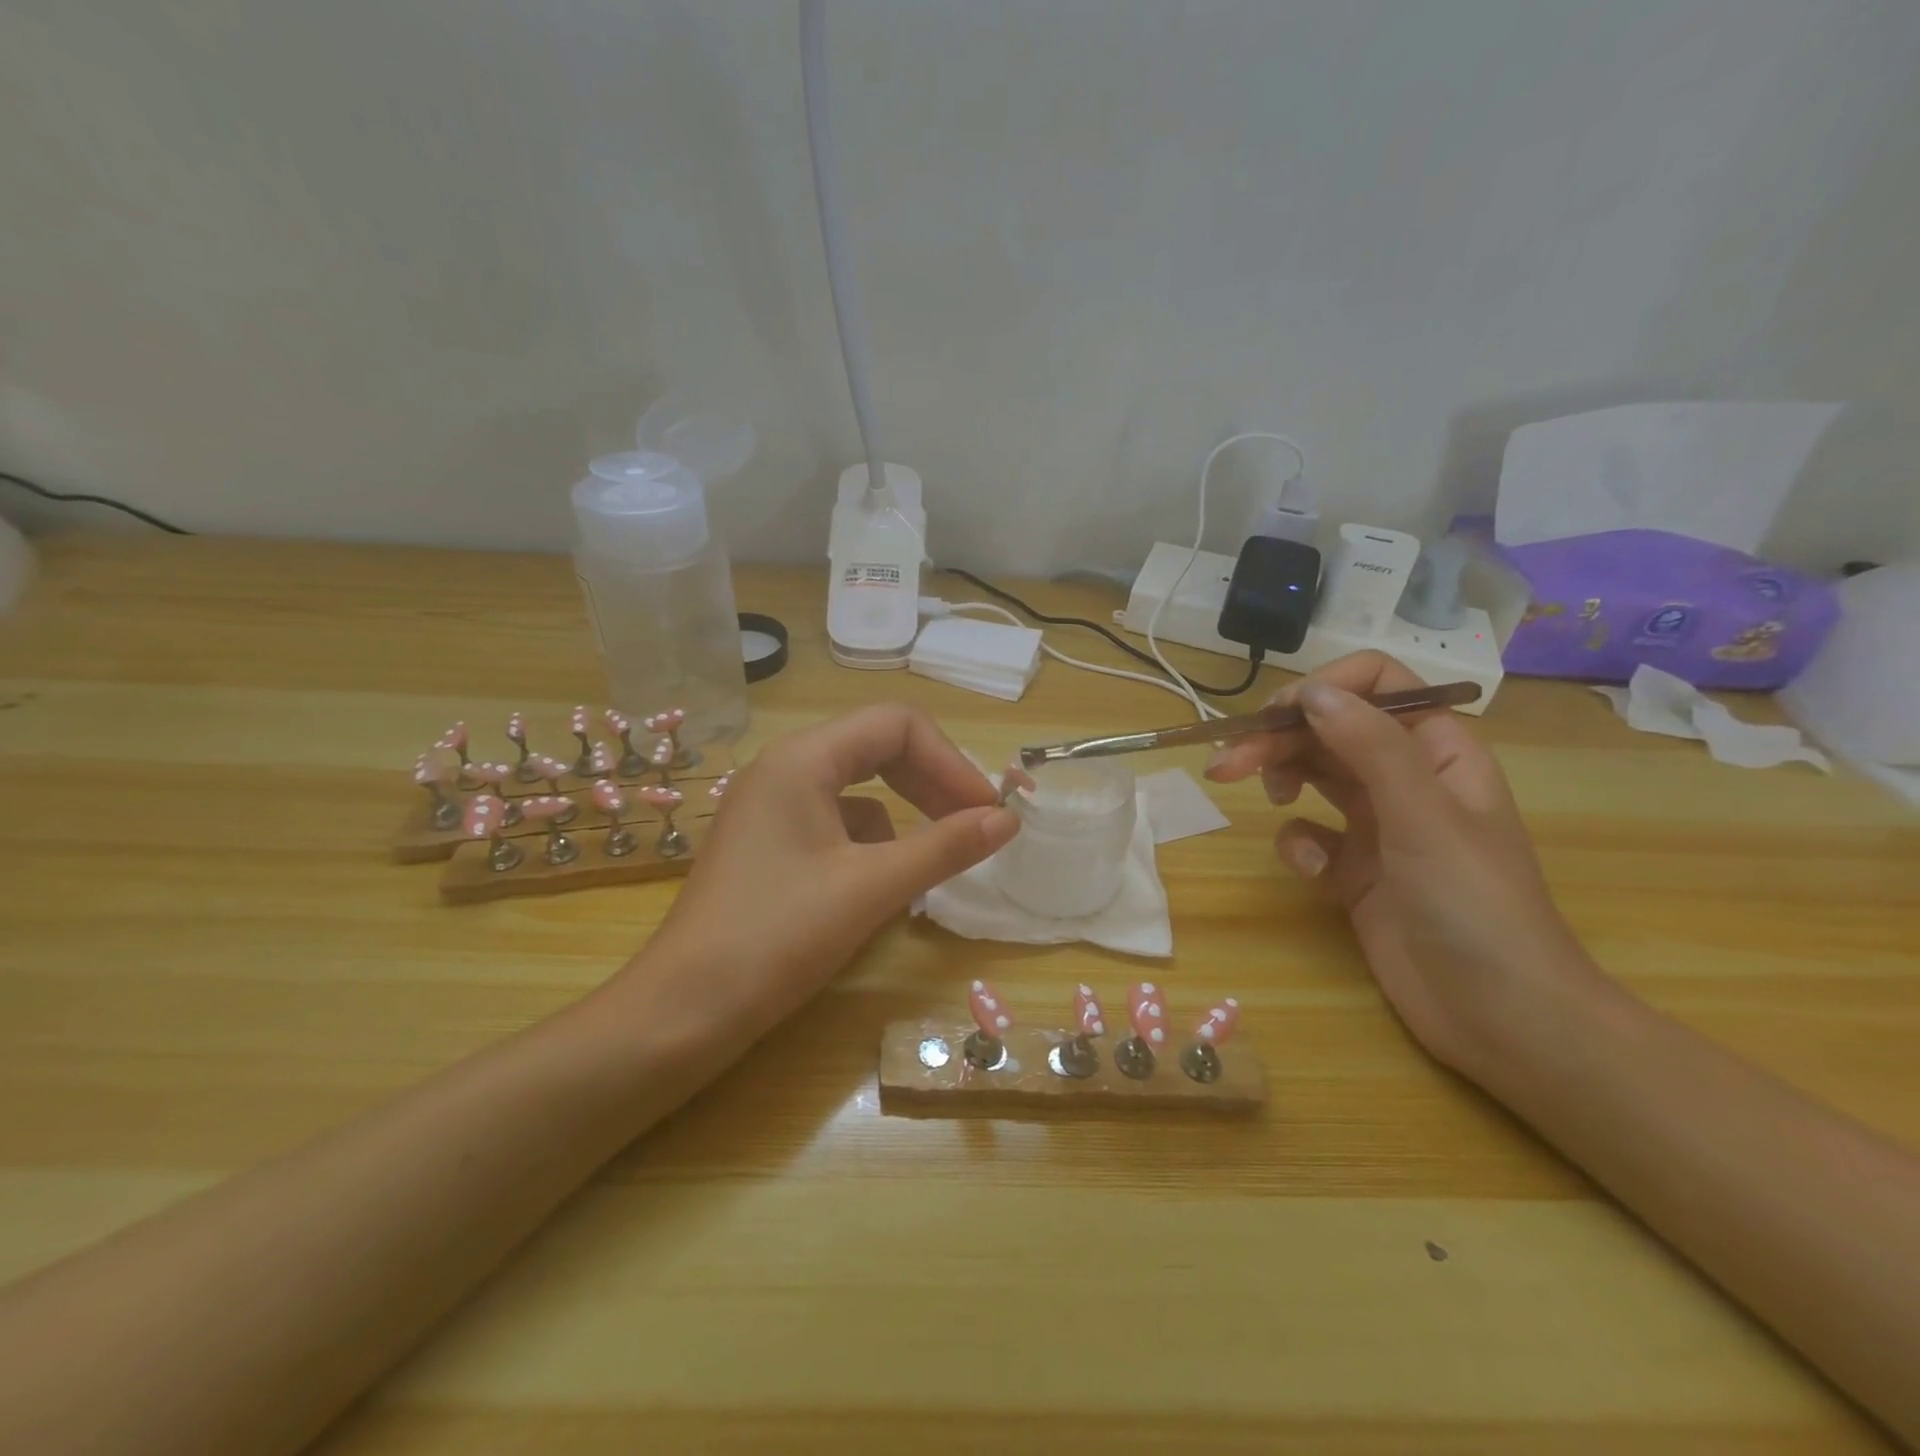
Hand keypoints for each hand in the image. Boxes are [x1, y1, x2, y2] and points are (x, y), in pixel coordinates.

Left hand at [647, 704, 1019, 1030]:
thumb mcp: (872, 888)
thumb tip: (1007, 818)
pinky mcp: (766, 842)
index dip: (951, 761)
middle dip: (931, 781)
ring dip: (904, 811)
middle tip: (973, 824)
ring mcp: (770, 805)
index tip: (987, 810)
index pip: (897, 725)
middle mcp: (783, 767)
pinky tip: (882, 881)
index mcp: (803, 759)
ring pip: (857, 785)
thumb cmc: (778, 938)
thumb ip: (945, 847)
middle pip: (877, 747)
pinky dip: (870, 840)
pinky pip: (834, 820)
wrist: (684, 1010)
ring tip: (933, 856)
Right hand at [1205, 651, 1600, 1080]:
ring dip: (1276, 776)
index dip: (1323, 689)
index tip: (1276, 717)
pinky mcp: (1352, 869)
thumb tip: (1310, 692)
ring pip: (1311, 774)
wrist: (1501, 1017)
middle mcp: (1405, 778)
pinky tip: (1316, 872)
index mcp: (1436, 750)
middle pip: (1328, 729)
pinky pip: (1309, 834)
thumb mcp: (1423, 815)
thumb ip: (1369, 746)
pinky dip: (1300, 845)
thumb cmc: (1475, 905)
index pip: (1376, 685)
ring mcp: (1377, 825)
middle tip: (1225, 764)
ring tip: (1254, 794)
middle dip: (1277, 738)